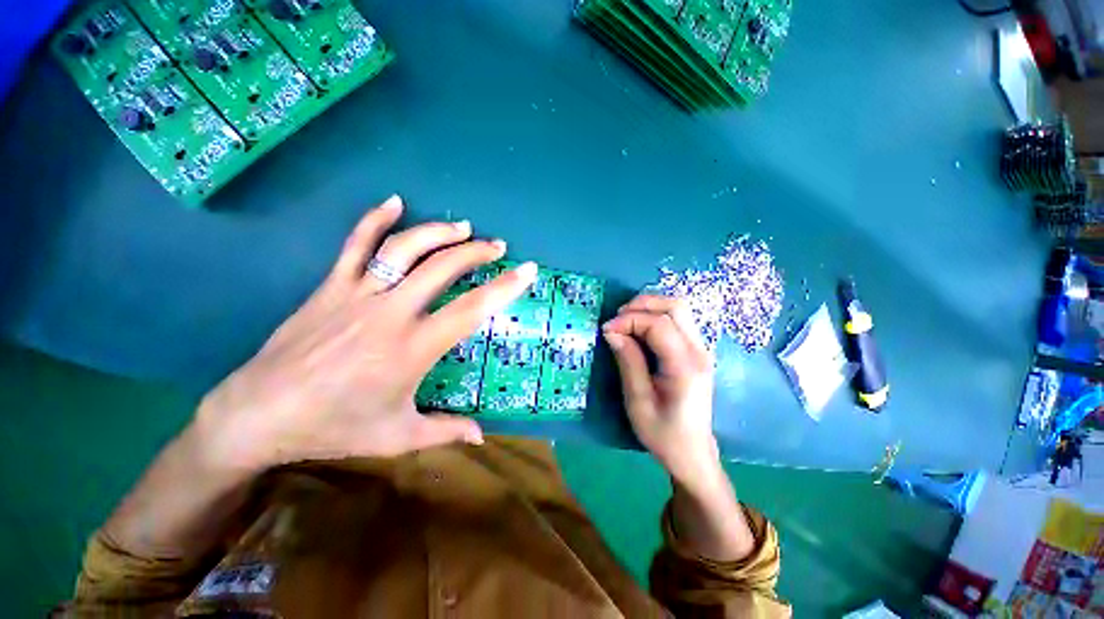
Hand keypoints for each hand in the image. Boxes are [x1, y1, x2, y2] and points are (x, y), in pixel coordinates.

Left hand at [193, 195, 536, 470]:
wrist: (259, 414)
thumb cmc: (333, 427)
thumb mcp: (397, 436)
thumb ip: (444, 431)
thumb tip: (480, 437)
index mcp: (412, 349)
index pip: (471, 310)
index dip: (504, 289)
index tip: (526, 271)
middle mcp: (391, 313)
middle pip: (443, 268)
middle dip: (477, 252)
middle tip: (498, 246)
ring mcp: (358, 295)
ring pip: (404, 249)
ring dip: (438, 233)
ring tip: (463, 228)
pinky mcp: (330, 287)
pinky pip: (354, 244)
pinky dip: (374, 219)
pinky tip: (393, 202)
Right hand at [602, 295, 718, 485]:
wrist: (692, 452)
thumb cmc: (662, 433)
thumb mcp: (637, 400)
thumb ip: (628, 361)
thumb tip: (611, 331)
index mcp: (685, 367)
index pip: (659, 325)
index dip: (629, 320)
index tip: (606, 330)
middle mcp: (699, 352)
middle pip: (675, 307)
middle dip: (642, 305)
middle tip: (617, 318)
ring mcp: (702, 349)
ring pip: (679, 309)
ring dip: (650, 307)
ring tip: (626, 320)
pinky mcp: (697, 351)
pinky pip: (679, 320)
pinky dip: (657, 315)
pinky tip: (640, 327)